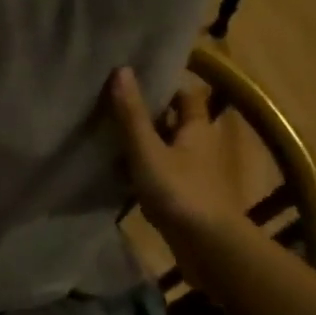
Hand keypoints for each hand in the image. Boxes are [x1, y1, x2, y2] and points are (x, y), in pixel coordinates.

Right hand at [106, 67, 241, 242]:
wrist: (207, 244)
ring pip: (166, 149)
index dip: (164, 86)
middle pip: (174, 122)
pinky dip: (142, 171)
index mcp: (197, 128)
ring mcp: (193, 173)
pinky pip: (160, 174)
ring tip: (107, 136)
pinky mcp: (184, 196)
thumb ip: (132, 114)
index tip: (134, 81)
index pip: (185, 96)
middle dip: (148, 115)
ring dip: (143, 144)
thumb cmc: (179, 190)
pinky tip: (118, 173)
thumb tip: (121, 69)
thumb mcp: (147, 150)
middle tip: (113, 107)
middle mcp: (199, 146)